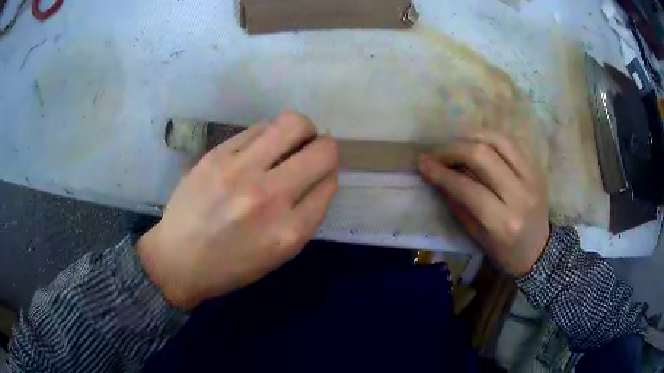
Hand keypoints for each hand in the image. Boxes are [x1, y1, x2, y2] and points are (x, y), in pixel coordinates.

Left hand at [138, 111, 338, 309]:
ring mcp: (240, 170)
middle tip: (311, 152)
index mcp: (289, 231)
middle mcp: (269, 196)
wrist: (178, 259)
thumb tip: (322, 178)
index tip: (319, 176)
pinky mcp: (217, 154)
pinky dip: (269, 134)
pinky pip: (259, 127)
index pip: (329, 184)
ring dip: (301, 131)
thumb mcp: (279, 254)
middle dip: (325, 148)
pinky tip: (259, 148)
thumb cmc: (231, 266)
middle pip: (322, 150)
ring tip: (288, 143)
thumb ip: (306, 216)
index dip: (328, 175)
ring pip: (292, 124)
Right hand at [419, 132, 548, 276]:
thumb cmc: (505, 251)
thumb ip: (458, 204)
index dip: (442, 173)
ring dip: (471, 137)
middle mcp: (520, 195)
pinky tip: (478, 144)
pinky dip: (489, 138)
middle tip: (438, 153)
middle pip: (483, 155)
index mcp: (503, 222)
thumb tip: (437, 176)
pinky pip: (510, 142)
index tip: (423, 163)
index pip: (468, 188)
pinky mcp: (537, 167)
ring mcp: (532, 177)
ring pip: (498, 140)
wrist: (539, 249)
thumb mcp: (477, 236)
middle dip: (454, 149)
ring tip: (457, 145)